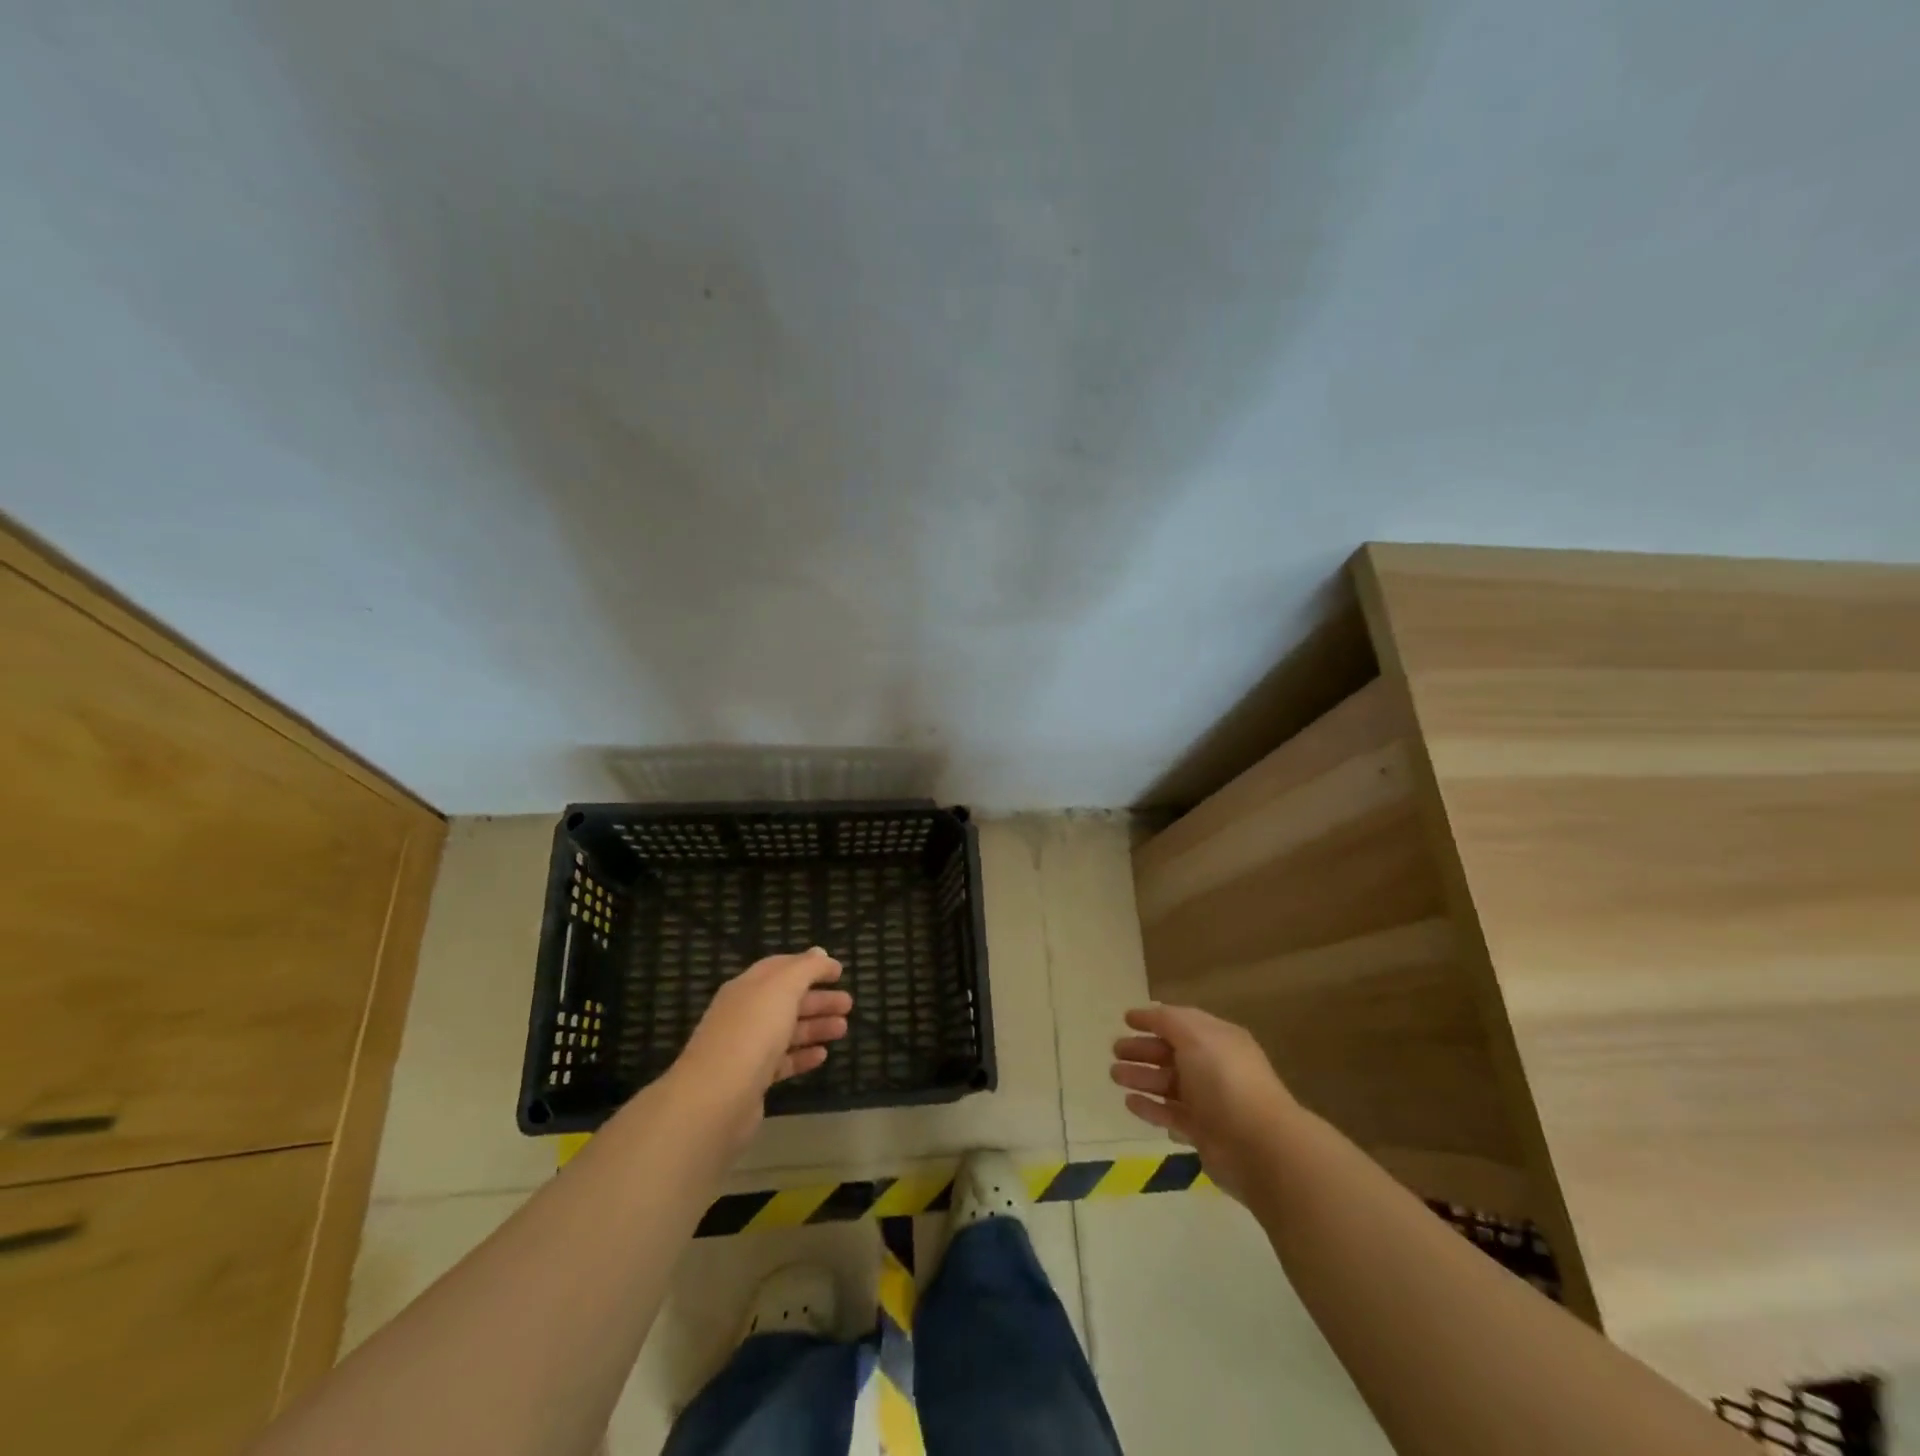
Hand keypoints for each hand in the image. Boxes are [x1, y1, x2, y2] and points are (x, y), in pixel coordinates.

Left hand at [669, 948, 851, 1145]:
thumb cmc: (753, 1031)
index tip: (839, 972)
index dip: (810, 966)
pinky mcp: (752, 1080)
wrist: (716, 1097)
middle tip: (849, 1003)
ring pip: (787, 1031)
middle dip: (818, 999)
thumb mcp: (783, 987)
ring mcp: (747, 1048)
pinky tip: (822, 1055)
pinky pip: (782, 1061)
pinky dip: (803, 1056)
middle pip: (786, 1000)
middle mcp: (745, 1013)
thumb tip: (820, 953)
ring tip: (843, 1029)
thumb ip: (806, 968)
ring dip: (816, 1026)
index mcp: (748, 987)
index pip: (780, 968)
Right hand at [1110, 1003, 1298, 1201]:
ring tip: (1114, 1076)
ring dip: (1141, 1077)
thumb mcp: (1195, 1036)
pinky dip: (1151, 1108)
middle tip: (1115, 1050)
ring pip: (1168, 1084)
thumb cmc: (1225, 1080)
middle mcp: (1214, 1067)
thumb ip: (1167, 1021)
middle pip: (1172, 1053)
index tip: (1125, 1020)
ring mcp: (1210, 1102)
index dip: (1154, 1020)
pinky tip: (1130, 1103)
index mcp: (1218, 1040)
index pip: (1181, 1023)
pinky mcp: (1203, 1133)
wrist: (1258, 1145)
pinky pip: (1171, 1114)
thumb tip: (1148, 1013)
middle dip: (1143, 1050)